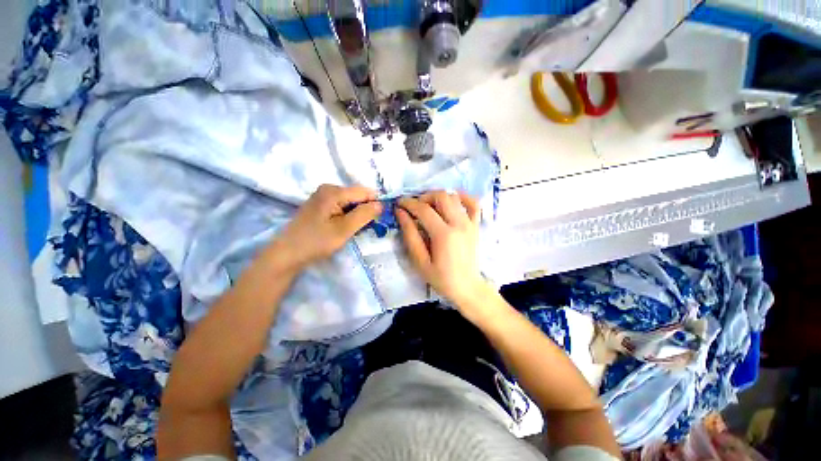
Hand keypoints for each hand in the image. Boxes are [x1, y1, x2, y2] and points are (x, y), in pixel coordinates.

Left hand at [277, 184, 381, 268]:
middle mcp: (328, 189)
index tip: (378, 220)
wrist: (287, 254)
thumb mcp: (344, 229)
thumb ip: (364, 215)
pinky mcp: (321, 205)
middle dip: (365, 211)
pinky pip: (342, 207)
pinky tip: (344, 228)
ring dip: (356, 215)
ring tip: (353, 230)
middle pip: (357, 196)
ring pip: (350, 203)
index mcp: (333, 191)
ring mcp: (323, 196)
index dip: (374, 205)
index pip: (365, 192)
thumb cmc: (316, 241)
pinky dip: (347, 217)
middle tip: (364, 228)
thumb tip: (381, 204)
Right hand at [397, 191, 490, 310]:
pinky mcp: (476, 225)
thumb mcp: (420, 261)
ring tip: (429, 206)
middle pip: (441, 196)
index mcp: (444, 235)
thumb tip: (401, 213)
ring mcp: (470, 223)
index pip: (424, 210)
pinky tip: (452, 200)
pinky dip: (462, 197)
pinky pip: (473, 203)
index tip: (399, 203)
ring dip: (439, 196)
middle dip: (424, 197)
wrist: (467, 287)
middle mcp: (459, 224)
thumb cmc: (441, 278)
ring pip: (454, 196)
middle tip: (414, 207)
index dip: (409, 203)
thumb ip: (410, 235)